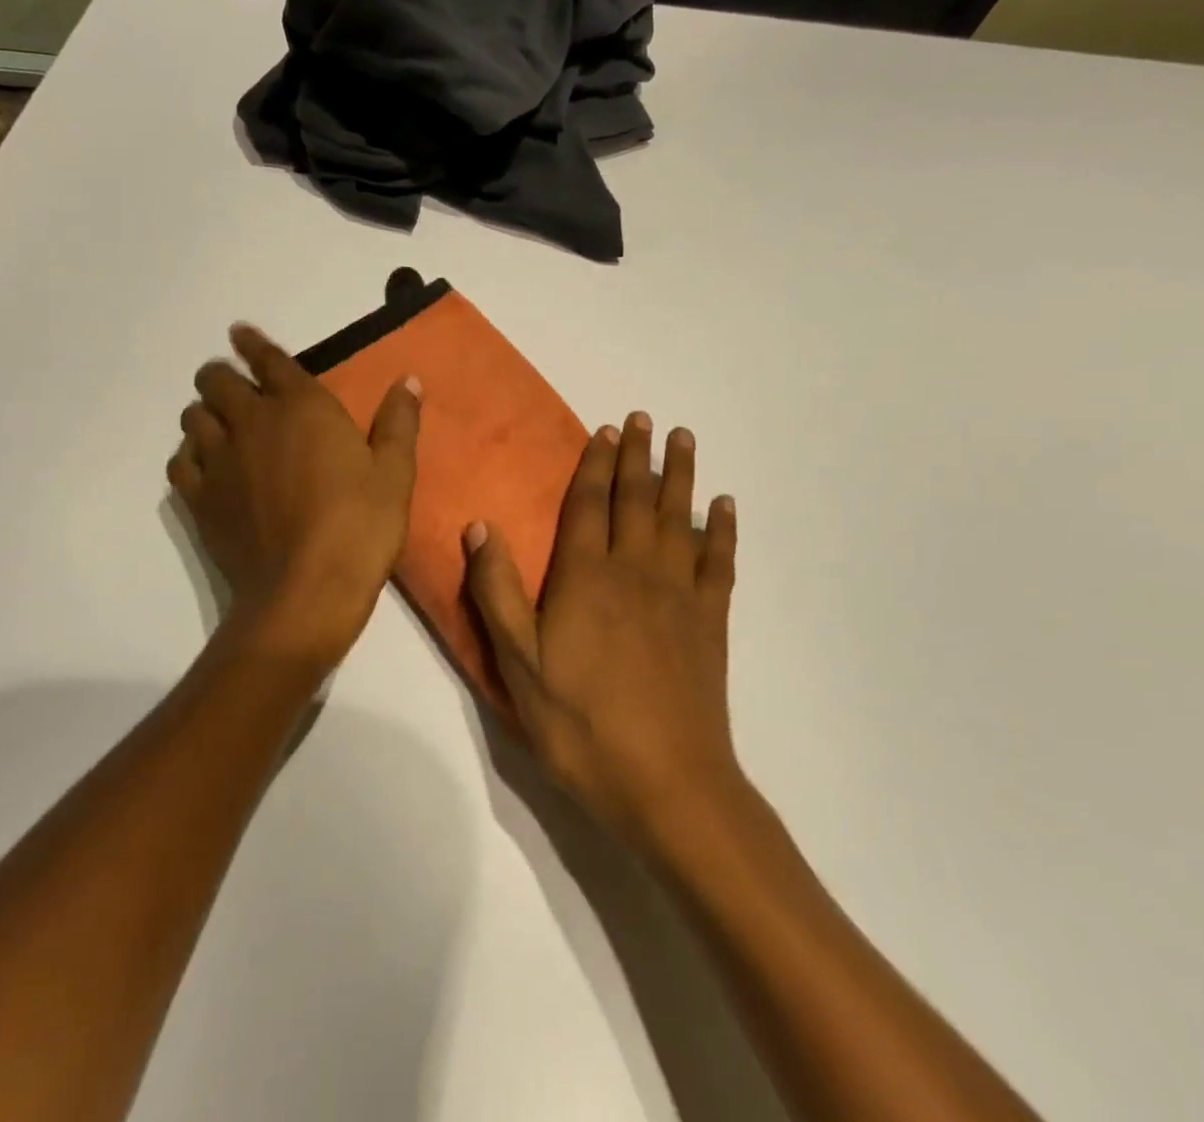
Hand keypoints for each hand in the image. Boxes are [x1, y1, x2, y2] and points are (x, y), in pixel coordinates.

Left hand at [168, 324, 420, 666]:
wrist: (307, 590)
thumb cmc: (360, 525)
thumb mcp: (395, 473)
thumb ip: (398, 422)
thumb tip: (407, 380)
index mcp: (302, 407)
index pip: (268, 360)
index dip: (251, 343)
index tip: (239, 334)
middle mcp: (252, 423)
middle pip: (215, 381)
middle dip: (222, 376)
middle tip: (235, 387)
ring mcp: (220, 461)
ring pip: (193, 418)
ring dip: (205, 414)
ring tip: (220, 426)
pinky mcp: (200, 500)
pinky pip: (180, 462)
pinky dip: (189, 455)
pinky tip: (205, 466)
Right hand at [464, 412, 740, 849]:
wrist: (667, 785)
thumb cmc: (582, 725)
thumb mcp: (518, 666)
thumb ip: (497, 593)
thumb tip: (479, 526)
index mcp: (586, 578)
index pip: (589, 505)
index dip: (595, 465)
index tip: (605, 429)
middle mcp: (635, 571)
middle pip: (637, 500)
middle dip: (639, 456)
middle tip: (645, 418)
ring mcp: (678, 595)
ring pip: (679, 519)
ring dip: (680, 476)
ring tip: (684, 439)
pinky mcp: (709, 622)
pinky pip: (718, 562)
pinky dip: (721, 530)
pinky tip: (724, 507)